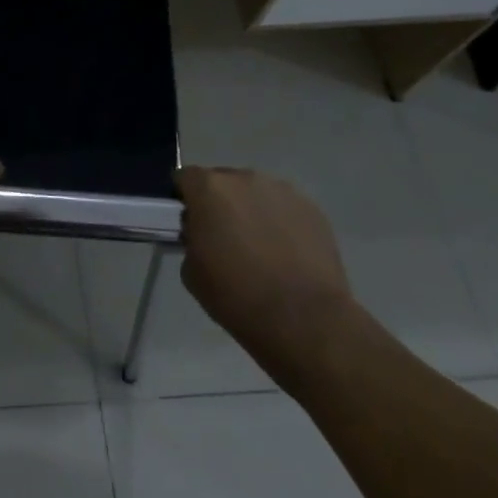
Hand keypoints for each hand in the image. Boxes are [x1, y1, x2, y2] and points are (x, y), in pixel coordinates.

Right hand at [177, 166, 356, 390]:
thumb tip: (203, 234)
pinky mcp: (313, 210)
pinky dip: (280, 223)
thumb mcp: (191, 271)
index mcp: (208, 188)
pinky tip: (286, 254)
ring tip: (260, 246)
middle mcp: (244, 179)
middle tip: (223, 236)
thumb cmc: (237, 296)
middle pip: (223, 181)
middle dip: (219, 202)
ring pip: (256, 193)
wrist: (305, 320)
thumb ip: (192, 239)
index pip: (184, 177)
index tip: (188, 222)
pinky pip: (285, 208)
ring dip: (251, 210)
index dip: (184, 199)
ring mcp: (283, 191)